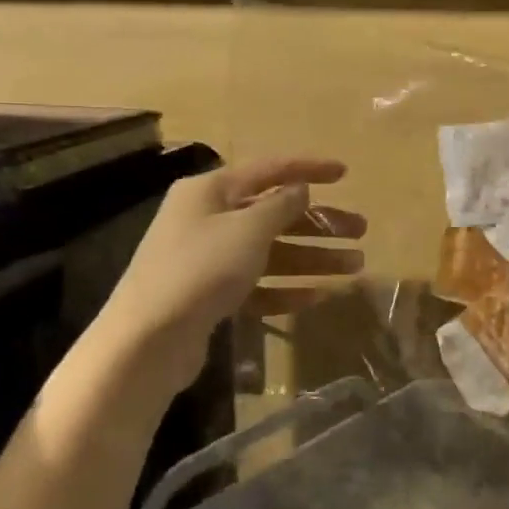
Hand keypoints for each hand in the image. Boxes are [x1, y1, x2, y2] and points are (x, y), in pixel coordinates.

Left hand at [91, 157, 365, 379]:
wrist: (147, 341)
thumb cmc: (201, 268)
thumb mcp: (248, 229)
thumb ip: (281, 205)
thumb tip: (299, 188)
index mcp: (210, 192)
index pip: (269, 170)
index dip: (309, 168)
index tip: (345, 173)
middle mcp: (208, 220)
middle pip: (275, 214)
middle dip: (320, 223)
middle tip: (360, 232)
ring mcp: (208, 260)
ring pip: (272, 252)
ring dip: (313, 258)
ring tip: (355, 267)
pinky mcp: (211, 297)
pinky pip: (259, 285)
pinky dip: (288, 289)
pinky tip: (319, 296)